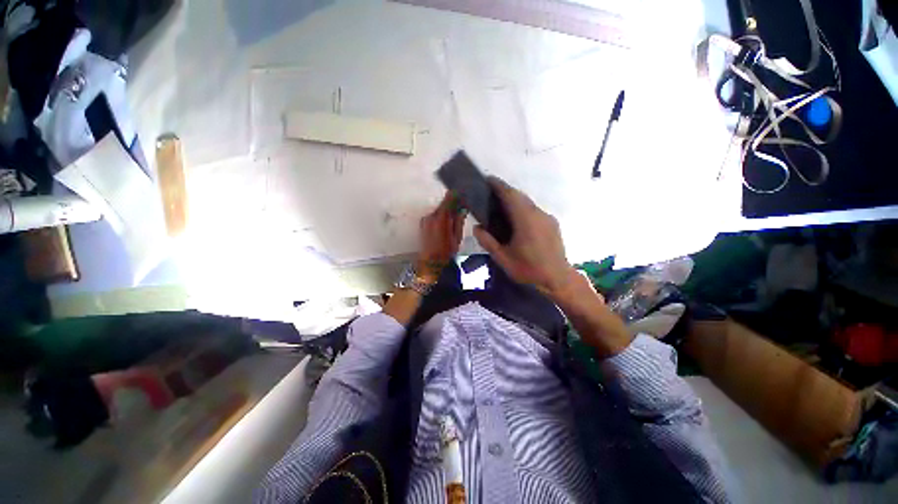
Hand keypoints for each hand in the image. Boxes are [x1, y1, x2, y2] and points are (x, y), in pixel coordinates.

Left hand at [418, 191, 465, 281]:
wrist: (430, 264)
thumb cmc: (446, 252)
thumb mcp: (457, 237)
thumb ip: (459, 221)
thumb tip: (462, 208)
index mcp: (440, 218)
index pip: (448, 200)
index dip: (456, 195)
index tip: (462, 193)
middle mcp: (430, 216)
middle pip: (443, 205)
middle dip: (452, 205)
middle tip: (461, 209)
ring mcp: (425, 220)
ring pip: (439, 211)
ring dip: (446, 212)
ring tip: (454, 220)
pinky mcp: (422, 224)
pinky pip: (434, 216)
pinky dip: (440, 217)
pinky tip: (445, 226)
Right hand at [473, 177, 575, 296]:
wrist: (558, 279)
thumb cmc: (529, 270)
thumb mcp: (503, 259)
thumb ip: (488, 242)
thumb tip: (476, 227)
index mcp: (525, 220)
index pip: (510, 195)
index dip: (498, 185)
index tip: (487, 180)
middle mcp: (538, 214)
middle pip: (520, 196)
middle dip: (505, 191)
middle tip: (490, 195)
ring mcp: (547, 218)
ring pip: (528, 203)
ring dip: (514, 200)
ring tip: (501, 207)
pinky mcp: (552, 224)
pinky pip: (534, 211)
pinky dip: (523, 209)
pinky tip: (516, 221)